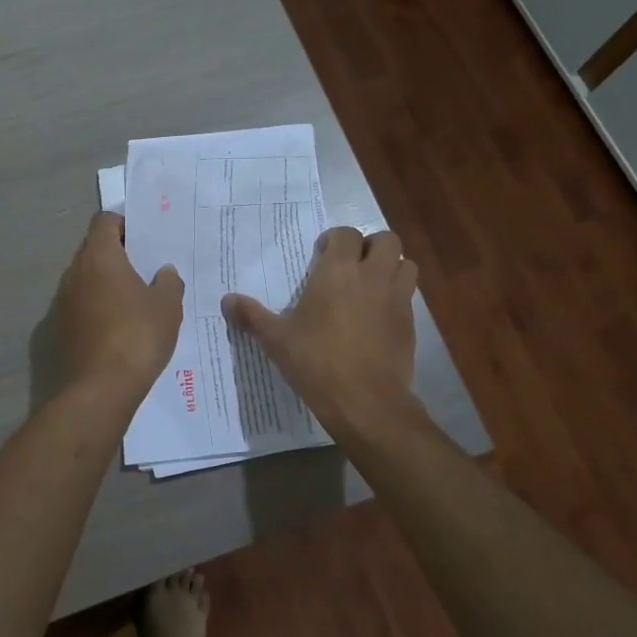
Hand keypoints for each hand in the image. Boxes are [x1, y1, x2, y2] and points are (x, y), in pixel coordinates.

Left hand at [57, 213, 183, 403]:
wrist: (100, 388)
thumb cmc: (137, 335)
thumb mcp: (167, 306)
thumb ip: (168, 282)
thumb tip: (164, 272)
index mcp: (99, 257)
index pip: (104, 221)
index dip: (124, 223)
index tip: (145, 237)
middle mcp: (75, 272)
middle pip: (94, 248)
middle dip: (118, 252)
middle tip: (146, 264)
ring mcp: (64, 301)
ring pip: (87, 277)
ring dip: (107, 280)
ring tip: (137, 294)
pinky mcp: (62, 327)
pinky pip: (82, 303)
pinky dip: (99, 304)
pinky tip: (121, 322)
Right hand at [222, 226, 418, 437]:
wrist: (366, 402)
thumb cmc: (317, 362)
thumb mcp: (277, 340)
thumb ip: (252, 316)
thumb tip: (226, 300)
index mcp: (338, 271)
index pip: (346, 234)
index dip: (334, 240)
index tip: (321, 256)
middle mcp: (372, 276)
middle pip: (386, 240)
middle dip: (370, 246)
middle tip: (351, 265)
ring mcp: (397, 299)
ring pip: (406, 264)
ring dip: (390, 267)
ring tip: (370, 286)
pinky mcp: (411, 324)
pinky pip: (409, 296)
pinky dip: (397, 297)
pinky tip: (377, 318)